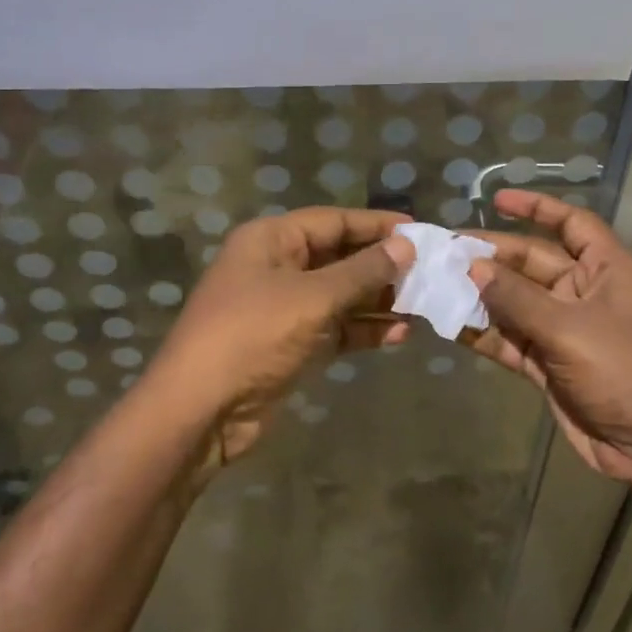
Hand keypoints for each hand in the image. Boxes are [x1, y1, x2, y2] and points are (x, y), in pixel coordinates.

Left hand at [146, 206, 414, 475]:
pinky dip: (364, 331)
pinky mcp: (292, 345)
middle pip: (340, 257)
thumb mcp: (313, 297)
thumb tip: (405, 247)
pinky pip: (336, 328)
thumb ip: (362, 271)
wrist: (201, 410)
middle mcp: (277, 267)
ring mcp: (284, 309)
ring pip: (342, 295)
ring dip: (379, 301)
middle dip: (382, 266)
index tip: (420, 231)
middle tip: (430, 271)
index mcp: (271, 240)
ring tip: (424, 304)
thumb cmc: (254, 336)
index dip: (377, 225)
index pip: (333, 221)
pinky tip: (401, 335)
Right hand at [466, 189, 631, 492]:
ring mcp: (567, 330)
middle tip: (447, 253)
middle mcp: (585, 292)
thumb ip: (518, 298)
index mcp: (607, 269)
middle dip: (493, 258)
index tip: (496, 200)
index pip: (572, 224)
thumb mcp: (569, 328)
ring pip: (517, 303)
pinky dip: (486, 334)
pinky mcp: (551, 364)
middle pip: (534, 263)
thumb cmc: (623, 370)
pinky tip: (452, 326)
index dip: (537, 208)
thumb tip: (474, 267)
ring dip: (483, 296)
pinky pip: (513, 340)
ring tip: (438, 285)